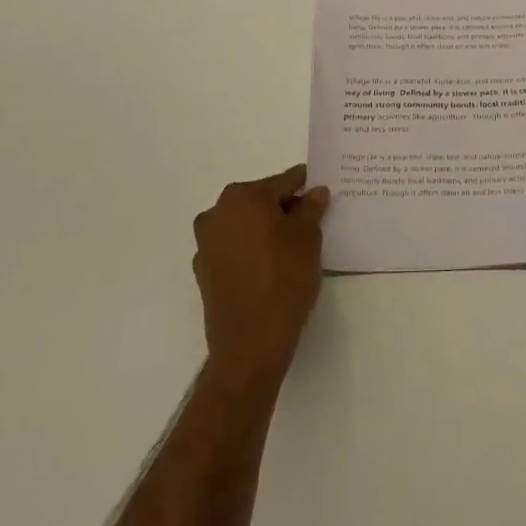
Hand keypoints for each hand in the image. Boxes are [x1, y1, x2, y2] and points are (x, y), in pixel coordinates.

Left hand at [193, 164, 329, 392]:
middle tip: (310, 222)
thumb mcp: (309, 238)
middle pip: (260, 201)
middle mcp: (218, 213)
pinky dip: (251, 251)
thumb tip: (315, 192)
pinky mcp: (204, 272)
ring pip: (244, 225)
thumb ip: (312, 209)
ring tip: (292, 248)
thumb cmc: (284, 279)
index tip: (320, 191)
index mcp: (243, 197)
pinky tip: (270, 267)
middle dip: (284, 208)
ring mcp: (206, 244)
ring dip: (265, 230)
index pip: (282, 182)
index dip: (304, 186)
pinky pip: (233, 249)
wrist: (250, 344)